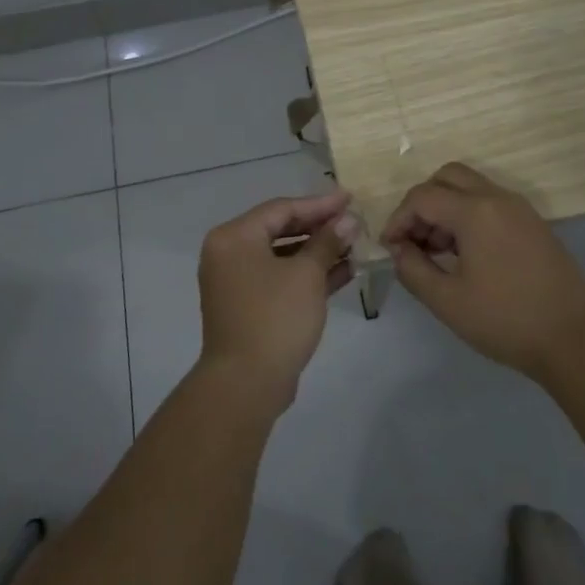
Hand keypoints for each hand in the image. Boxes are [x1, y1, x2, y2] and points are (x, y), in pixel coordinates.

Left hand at [197, 191, 358, 412]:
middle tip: (353, 222)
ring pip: (282, 255)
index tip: (350, 199)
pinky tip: (344, 271)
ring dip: (318, 252)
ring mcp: (236, 281)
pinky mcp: (248, 306)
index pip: (282, 209)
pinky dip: (307, 274)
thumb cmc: (274, 318)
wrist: (246, 385)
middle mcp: (229, 253)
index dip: (319, 204)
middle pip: (280, 229)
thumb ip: (327, 242)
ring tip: (354, 246)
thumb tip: (348, 220)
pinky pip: (280, 278)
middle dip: (320, 227)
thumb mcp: (307, 275)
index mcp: (234, 237)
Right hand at [382, 163, 584, 380]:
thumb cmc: (506, 320)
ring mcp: (519, 208)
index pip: (422, 197)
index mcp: (475, 211)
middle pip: (447, 177)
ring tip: (438, 252)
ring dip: (446, 208)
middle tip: (415, 240)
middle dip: (422, 203)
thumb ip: (413, 269)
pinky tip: (466, 254)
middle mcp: (497, 198)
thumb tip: (398, 249)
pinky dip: (468, 214)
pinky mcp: (532, 223)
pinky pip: (490, 202)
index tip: (390, 249)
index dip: (398, 219)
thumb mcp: (448, 301)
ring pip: (470, 187)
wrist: (574, 338)